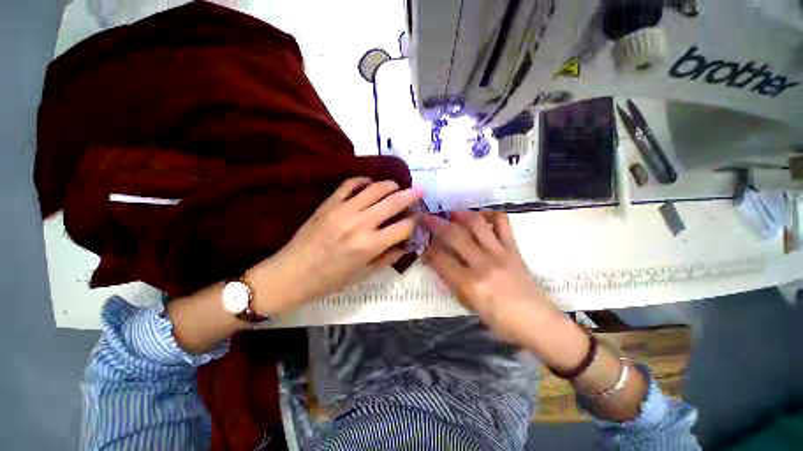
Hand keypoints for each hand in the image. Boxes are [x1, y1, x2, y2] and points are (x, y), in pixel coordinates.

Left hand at [247, 177, 423, 314]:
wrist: (291, 274)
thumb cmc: (330, 280)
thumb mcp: (363, 275)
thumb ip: (387, 258)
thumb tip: (405, 243)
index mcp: (370, 246)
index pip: (403, 227)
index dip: (415, 221)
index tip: (419, 217)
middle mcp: (360, 224)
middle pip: (393, 202)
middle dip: (411, 195)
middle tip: (420, 191)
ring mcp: (343, 210)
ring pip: (375, 188)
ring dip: (391, 185)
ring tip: (397, 187)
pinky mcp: (328, 203)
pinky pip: (350, 183)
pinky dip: (363, 180)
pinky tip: (369, 184)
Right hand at [422, 211, 556, 343]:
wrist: (538, 322)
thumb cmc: (501, 321)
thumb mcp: (469, 306)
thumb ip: (452, 282)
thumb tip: (439, 263)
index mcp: (469, 284)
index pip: (440, 259)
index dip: (427, 250)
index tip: (423, 246)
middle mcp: (482, 264)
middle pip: (454, 235)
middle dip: (435, 224)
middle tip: (426, 217)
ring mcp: (500, 253)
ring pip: (476, 223)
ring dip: (460, 215)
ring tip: (452, 214)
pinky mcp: (513, 248)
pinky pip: (502, 223)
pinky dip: (490, 215)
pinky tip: (480, 217)